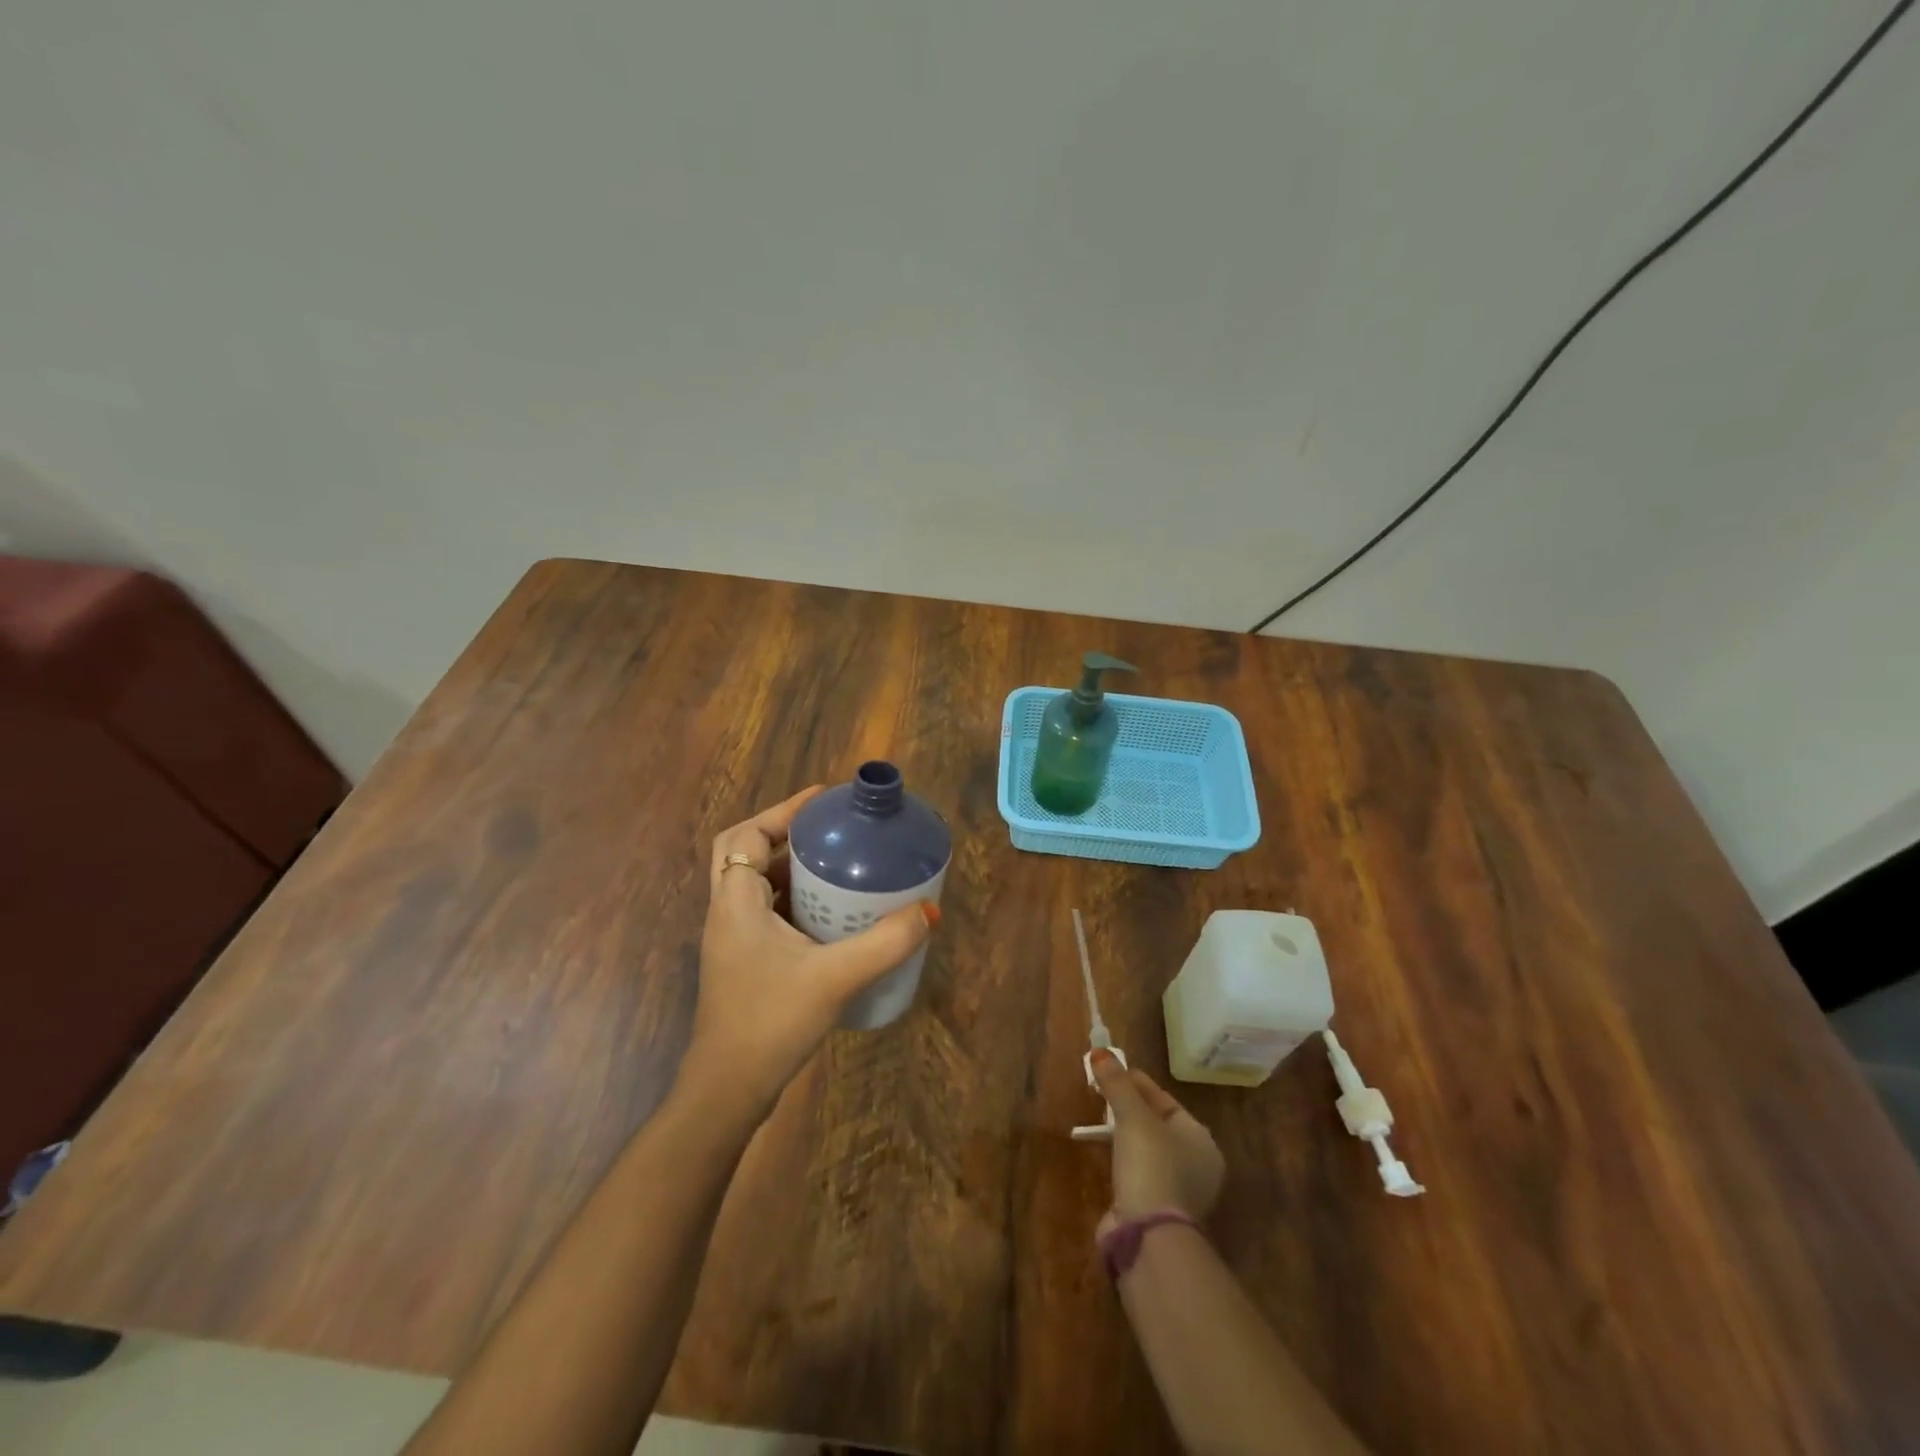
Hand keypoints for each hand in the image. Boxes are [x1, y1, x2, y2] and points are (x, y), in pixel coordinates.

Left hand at [682, 787, 937, 1122]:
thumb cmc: (770, 1023)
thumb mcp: (835, 979)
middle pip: (746, 852)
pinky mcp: (744, 962)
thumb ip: (884, 944)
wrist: (728, 1092)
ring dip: (790, 866)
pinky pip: (765, 911)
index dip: (782, 811)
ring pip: (755, 883)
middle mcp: (727, 913)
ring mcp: (733, 940)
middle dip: (786, 833)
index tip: (824, 802)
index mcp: (735, 903)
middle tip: (832, 831)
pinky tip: (830, 914)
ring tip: (838, 863)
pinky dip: (793, 898)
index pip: (746, 835)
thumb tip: (929, 912)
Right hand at [1092, 1050, 1224, 1226]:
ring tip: (1099, 1120)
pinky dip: (1124, 1161)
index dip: (1136, 1082)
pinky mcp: (1159, 1213)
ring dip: (1125, 1135)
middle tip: (1101, 1093)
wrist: (1149, 1237)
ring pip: (1148, 1150)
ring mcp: (1180, 1192)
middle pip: (1157, 1124)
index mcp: (1200, 1139)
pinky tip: (1106, 1154)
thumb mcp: (1132, 1116)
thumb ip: (1117, 1083)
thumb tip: (1100, 1051)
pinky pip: (1140, 1173)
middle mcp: (1198, 1164)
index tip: (1109, 1070)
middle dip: (1129, 1108)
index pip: (1165, 1100)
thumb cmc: (1151, 1165)